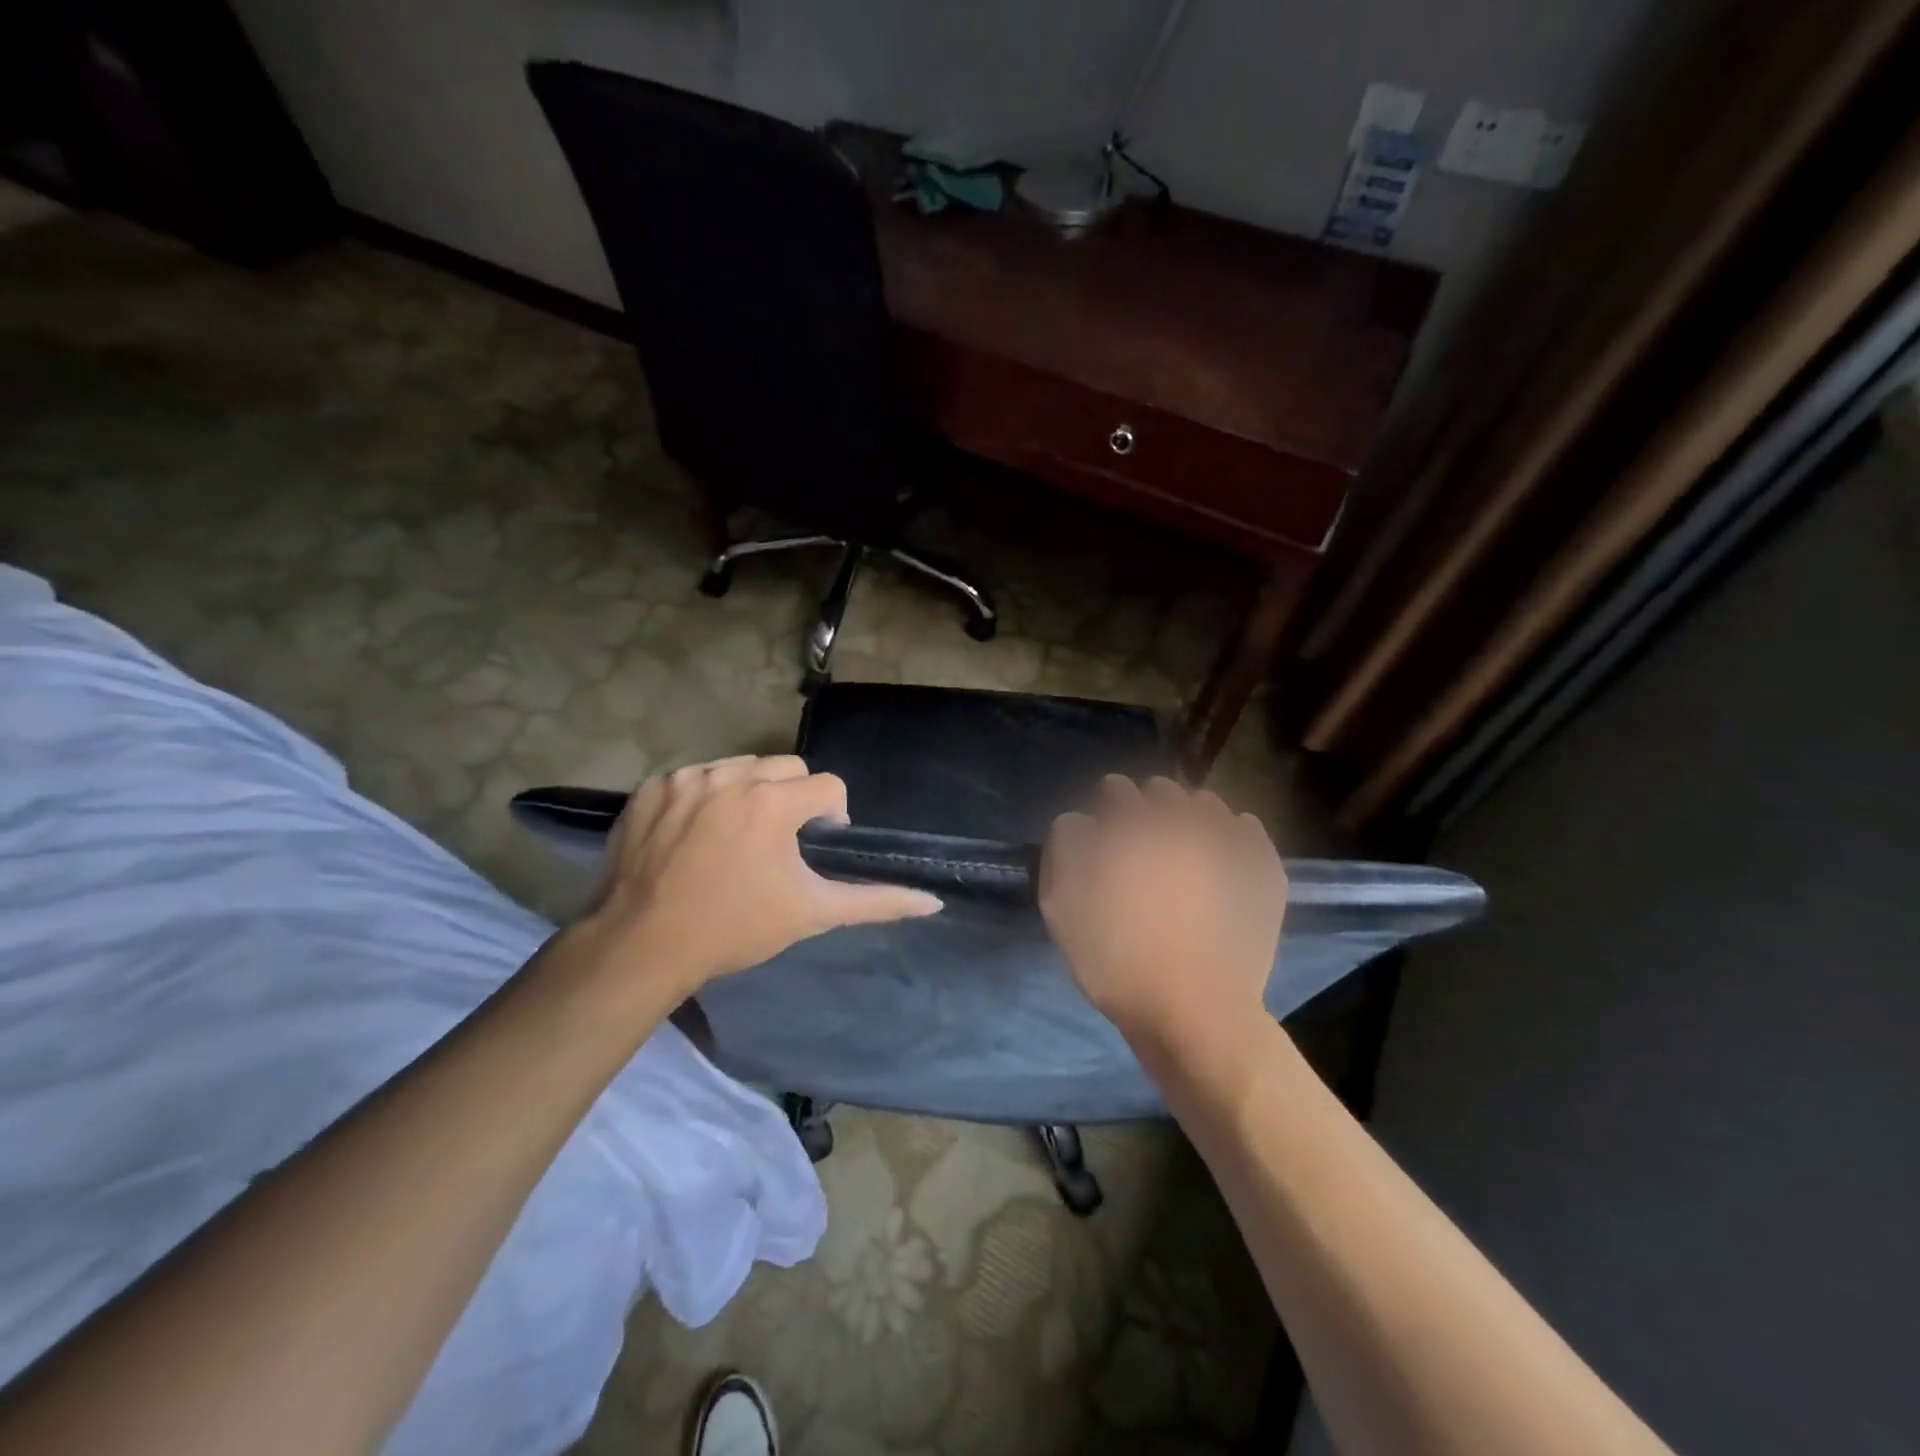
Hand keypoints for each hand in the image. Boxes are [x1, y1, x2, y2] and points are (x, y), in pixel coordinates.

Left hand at [580, 755, 942, 999]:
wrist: (641, 946)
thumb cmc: (734, 928)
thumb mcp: (812, 913)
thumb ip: (875, 901)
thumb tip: (934, 902)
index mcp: (774, 802)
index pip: (828, 786)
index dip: (831, 816)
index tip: (814, 848)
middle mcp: (731, 776)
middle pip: (787, 767)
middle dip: (793, 798)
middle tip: (777, 844)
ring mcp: (686, 778)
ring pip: (740, 767)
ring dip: (750, 793)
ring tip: (736, 838)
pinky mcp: (650, 788)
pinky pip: (695, 777)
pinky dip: (704, 798)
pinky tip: (695, 836)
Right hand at [1040, 775, 1286, 1056]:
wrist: (1193, 1010)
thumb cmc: (1116, 959)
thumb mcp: (1061, 906)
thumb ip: (1064, 849)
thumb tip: (1079, 822)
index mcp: (1133, 826)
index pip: (1115, 789)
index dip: (1105, 806)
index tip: (1103, 829)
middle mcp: (1182, 821)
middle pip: (1161, 791)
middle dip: (1147, 808)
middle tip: (1141, 841)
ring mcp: (1228, 842)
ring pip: (1205, 804)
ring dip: (1189, 817)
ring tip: (1184, 847)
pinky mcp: (1261, 869)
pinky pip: (1246, 829)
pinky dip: (1232, 834)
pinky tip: (1222, 857)